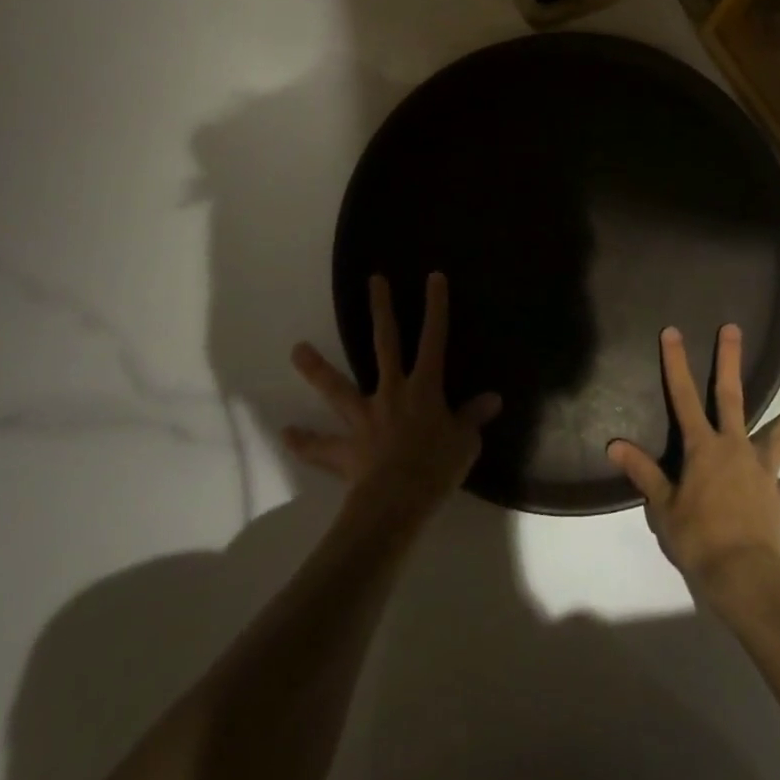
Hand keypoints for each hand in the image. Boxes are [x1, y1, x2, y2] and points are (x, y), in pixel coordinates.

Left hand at [284, 272, 500, 523]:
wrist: (396, 503)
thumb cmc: (436, 469)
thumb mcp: (465, 443)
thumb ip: (473, 418)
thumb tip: (493, 399)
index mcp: (424, 388)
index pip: (434, 339)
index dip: (435, 307)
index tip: (433, 277)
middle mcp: (391, 392)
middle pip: (385, 344)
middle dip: (381, 311)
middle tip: (374, 281)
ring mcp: (364, 418)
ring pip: (337, 387)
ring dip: (317, 369)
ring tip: (296, 350)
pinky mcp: (345, 448)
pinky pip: (321, 445)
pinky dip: (304, 441)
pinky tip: (286, 434)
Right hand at [608, 325, 779, 602]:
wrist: (743, 576)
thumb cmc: (698, 538)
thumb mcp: (662, 506)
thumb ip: (643, 472)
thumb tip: (613, 445)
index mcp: (702, 448)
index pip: (684, 397)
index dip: (676, 364)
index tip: (672, 332)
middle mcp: (734, 448)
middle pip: (731, 397)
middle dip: (729, 362)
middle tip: (733, 330)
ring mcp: (761, 471)